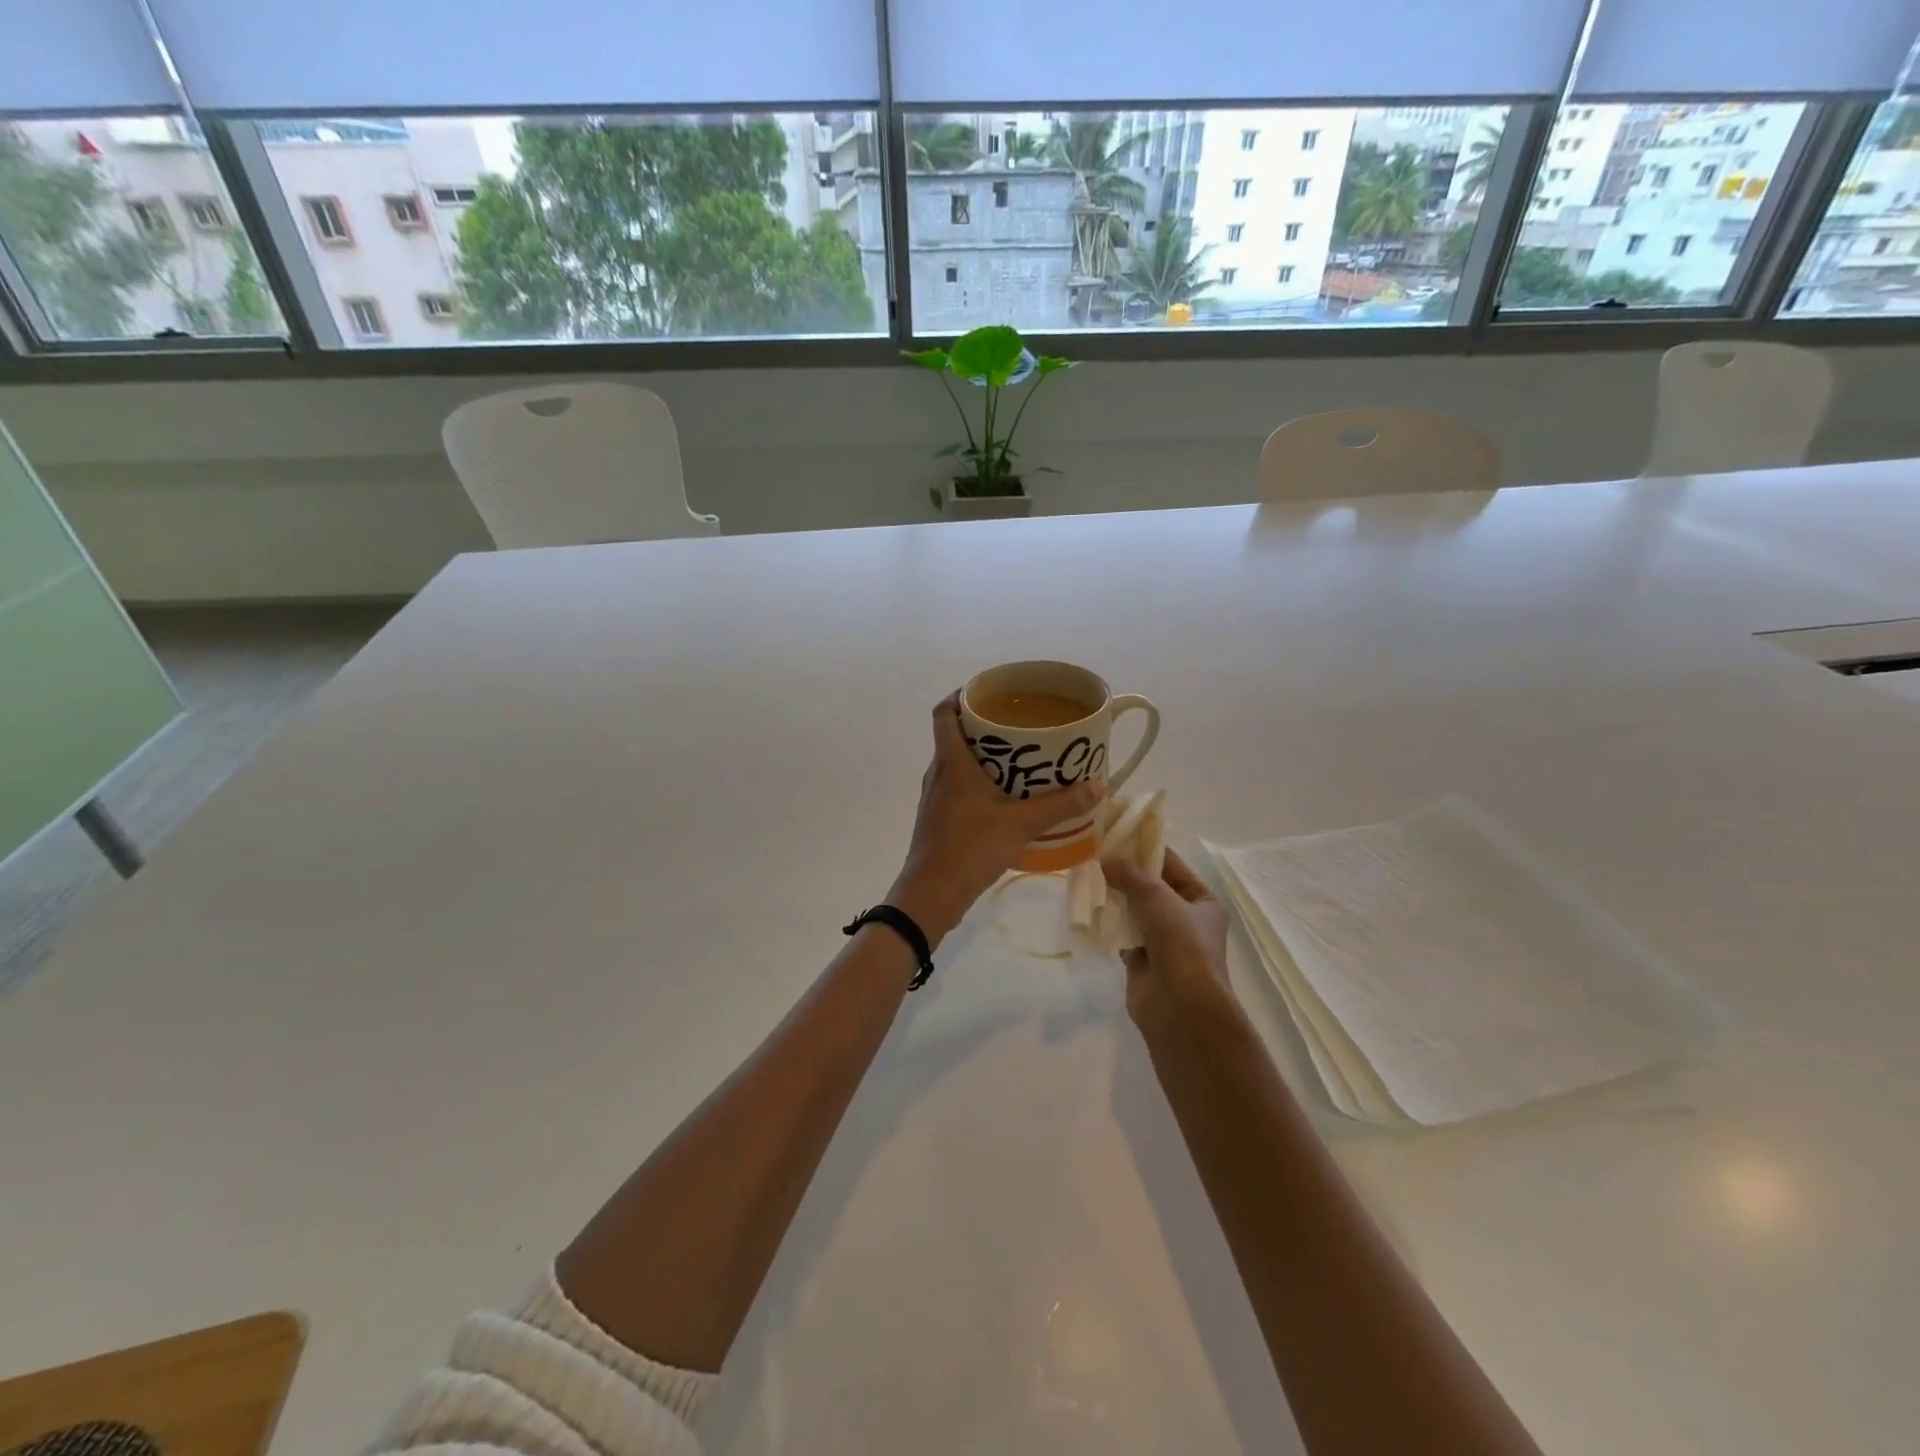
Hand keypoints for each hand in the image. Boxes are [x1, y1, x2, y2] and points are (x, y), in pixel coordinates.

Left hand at [888, 692, 1106, 944]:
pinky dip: (979, 783)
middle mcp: (939, 773)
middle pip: (954, 736)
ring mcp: (935, 798)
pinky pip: (958, 787)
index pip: (944, 712)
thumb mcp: (1021, 824)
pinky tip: (1005, 798)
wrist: (931, 895)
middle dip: (984, 727)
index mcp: (952, 762)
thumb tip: (1100, 785)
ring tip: (1019, 759)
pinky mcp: (938, 819)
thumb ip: (1061, 805)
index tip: (989, 692)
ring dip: (983, 757)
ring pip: (957, 764)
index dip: (961, 696)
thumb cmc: (970, 848)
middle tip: (1019, 725)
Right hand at [1101, 848, 1232, 1025]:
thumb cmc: (1181, 945)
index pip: (1171, 865)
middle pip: (1150, 887)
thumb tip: (1105, 857)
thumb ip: (1130, 874)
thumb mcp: (1158, 899)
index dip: (1145, 849)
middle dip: (1124, 873)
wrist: (1180, 1008)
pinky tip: (1087, 908)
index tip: (1116, 834)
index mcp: (1202, 901)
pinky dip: (1108, 923)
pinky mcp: (1142, 960)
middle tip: (1093, 853)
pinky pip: (1122, 933)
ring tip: (1085, 875)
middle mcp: (1185, 919)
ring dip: (1114, 896)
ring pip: (1134, 910)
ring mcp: (1163, 941)